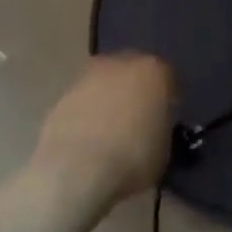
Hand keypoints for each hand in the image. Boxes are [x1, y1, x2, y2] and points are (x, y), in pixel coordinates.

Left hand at [33, 53, 176, 204]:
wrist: (77, 168)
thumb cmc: (132, 157)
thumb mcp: (164, 149)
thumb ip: (161, 128)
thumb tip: (153, 128)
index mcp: (154, 71)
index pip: (168, 79)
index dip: (167, 101)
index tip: (165, 121)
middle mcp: (121, 63)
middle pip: (134, 74)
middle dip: (136, 93)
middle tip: (137, 122)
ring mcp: (88, 75)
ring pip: (106, 84)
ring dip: (109, 101)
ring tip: (109, 133)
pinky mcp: (63, 93)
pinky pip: (84, 101)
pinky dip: (87, 114)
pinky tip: (88, 139)